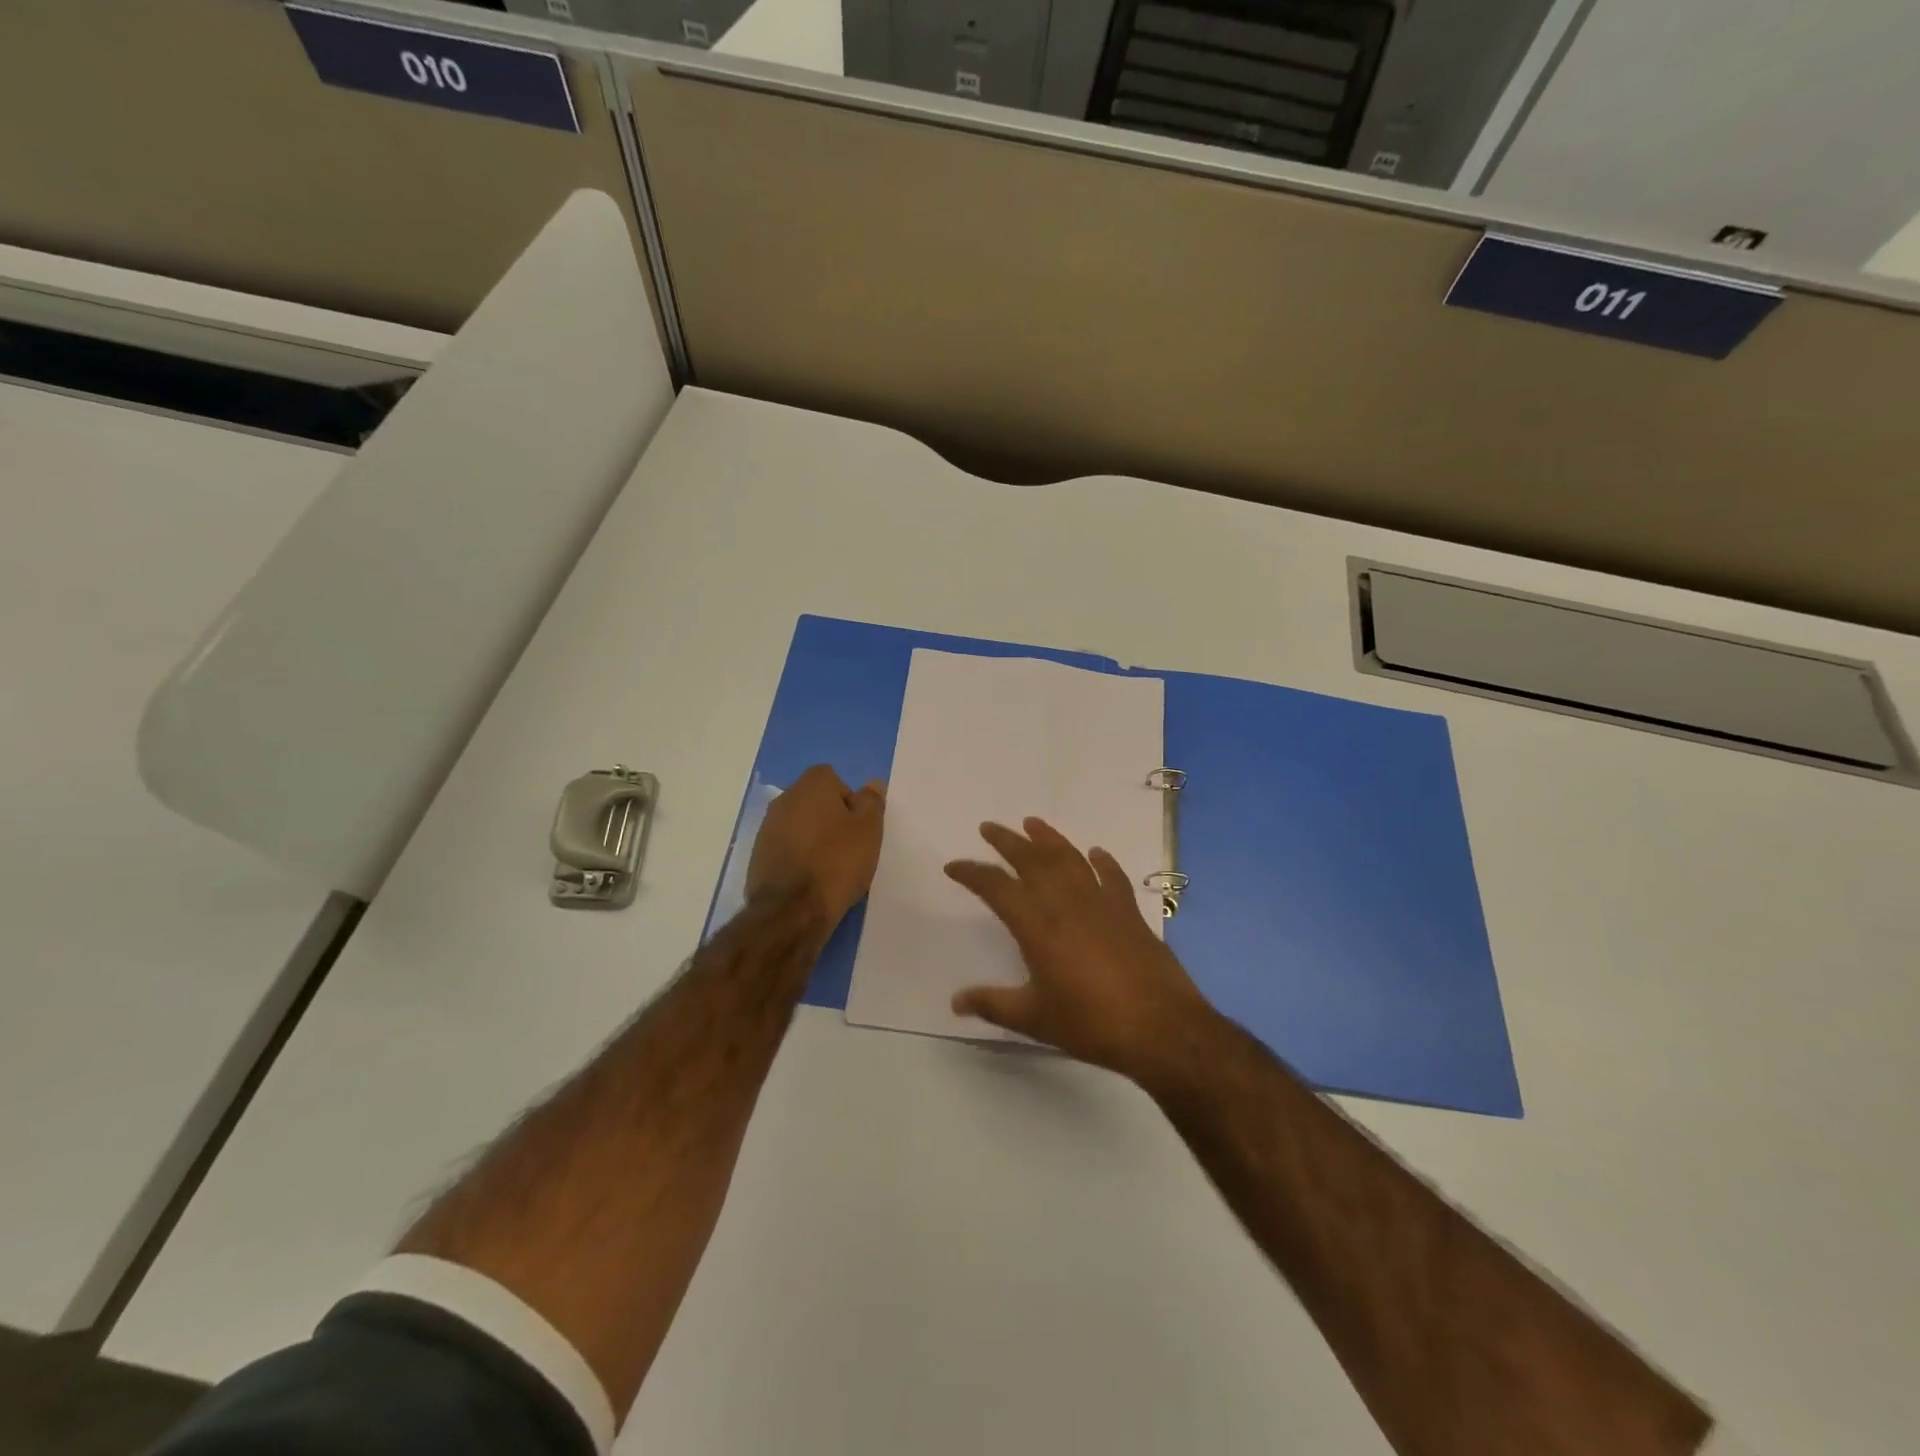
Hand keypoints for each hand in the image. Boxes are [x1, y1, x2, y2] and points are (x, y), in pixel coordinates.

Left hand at [747, 765, 885, 926]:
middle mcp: (784, 799)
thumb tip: (871, 783)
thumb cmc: (837, 862)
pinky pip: (785, 847)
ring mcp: (767, 828)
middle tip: (848, 846)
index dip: (849, 800)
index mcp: (811, 786)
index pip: (833, 779)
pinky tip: (809, 880)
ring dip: (813, 838)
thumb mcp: (868, 830)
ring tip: (830, 867)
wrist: (791, 909)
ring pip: (798, 825)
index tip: (858, 826)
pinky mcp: (758, 855)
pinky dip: (798, 857)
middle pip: (814, 801)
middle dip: (830, 819)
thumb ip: (871, 802)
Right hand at [944, 818, 1213, 1081]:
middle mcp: (1066, 903)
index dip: (973, 873)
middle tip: (989, 827)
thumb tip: (956, 1001)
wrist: (1160, 1026)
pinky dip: (1103, 862)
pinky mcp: (1129, 911)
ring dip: (1049, 838)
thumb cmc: (1091, 1023)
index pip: (996, 888)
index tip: (954, 866)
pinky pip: (1112, 876)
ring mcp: (1101, 903)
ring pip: (1070, 859)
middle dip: (1007, 842)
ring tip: (1032, 823)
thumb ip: (993, 1004)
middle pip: (1032, 860)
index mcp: (1037, 926)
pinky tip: (1096, 853)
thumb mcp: (1035, 1019)